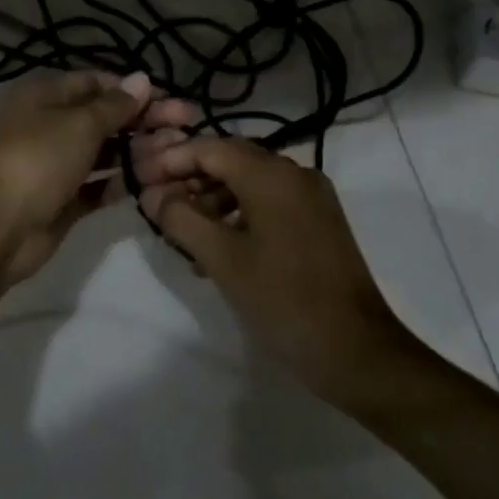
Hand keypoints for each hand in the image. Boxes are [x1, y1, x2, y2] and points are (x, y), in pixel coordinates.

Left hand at [0, 70, 196, 285]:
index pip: (97, 83)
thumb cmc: (37, 158)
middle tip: (188, 125)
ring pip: (105, 152)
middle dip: (145, 121)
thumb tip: (142, 78)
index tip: (171, 99)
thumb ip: (115, 105)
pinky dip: (122, 181)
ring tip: (179, 155)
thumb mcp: (79, 123)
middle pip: (106, 118)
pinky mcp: (63, 200)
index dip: (134, 90)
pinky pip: (99, 185)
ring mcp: (57, 165)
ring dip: (140, 151)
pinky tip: (154, 181)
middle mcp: (51, 125)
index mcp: (47, 95)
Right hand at [134, 136, 420, 409]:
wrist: (357, 350)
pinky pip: (270, 202)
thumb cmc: (284, 300)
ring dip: (213, 198)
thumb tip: (153, 194)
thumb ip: (181, 219)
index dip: (171, 160)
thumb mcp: (222, 259)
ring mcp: (313, 197)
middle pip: (232, 160)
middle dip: (191, 178)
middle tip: (158, 204)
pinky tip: (219, 247)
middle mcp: (295, 174)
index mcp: (272, 175)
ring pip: (251, 182)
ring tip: (184, 232)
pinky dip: (239, 214)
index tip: (141, 179)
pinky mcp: (320, 221)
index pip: (211, 148)